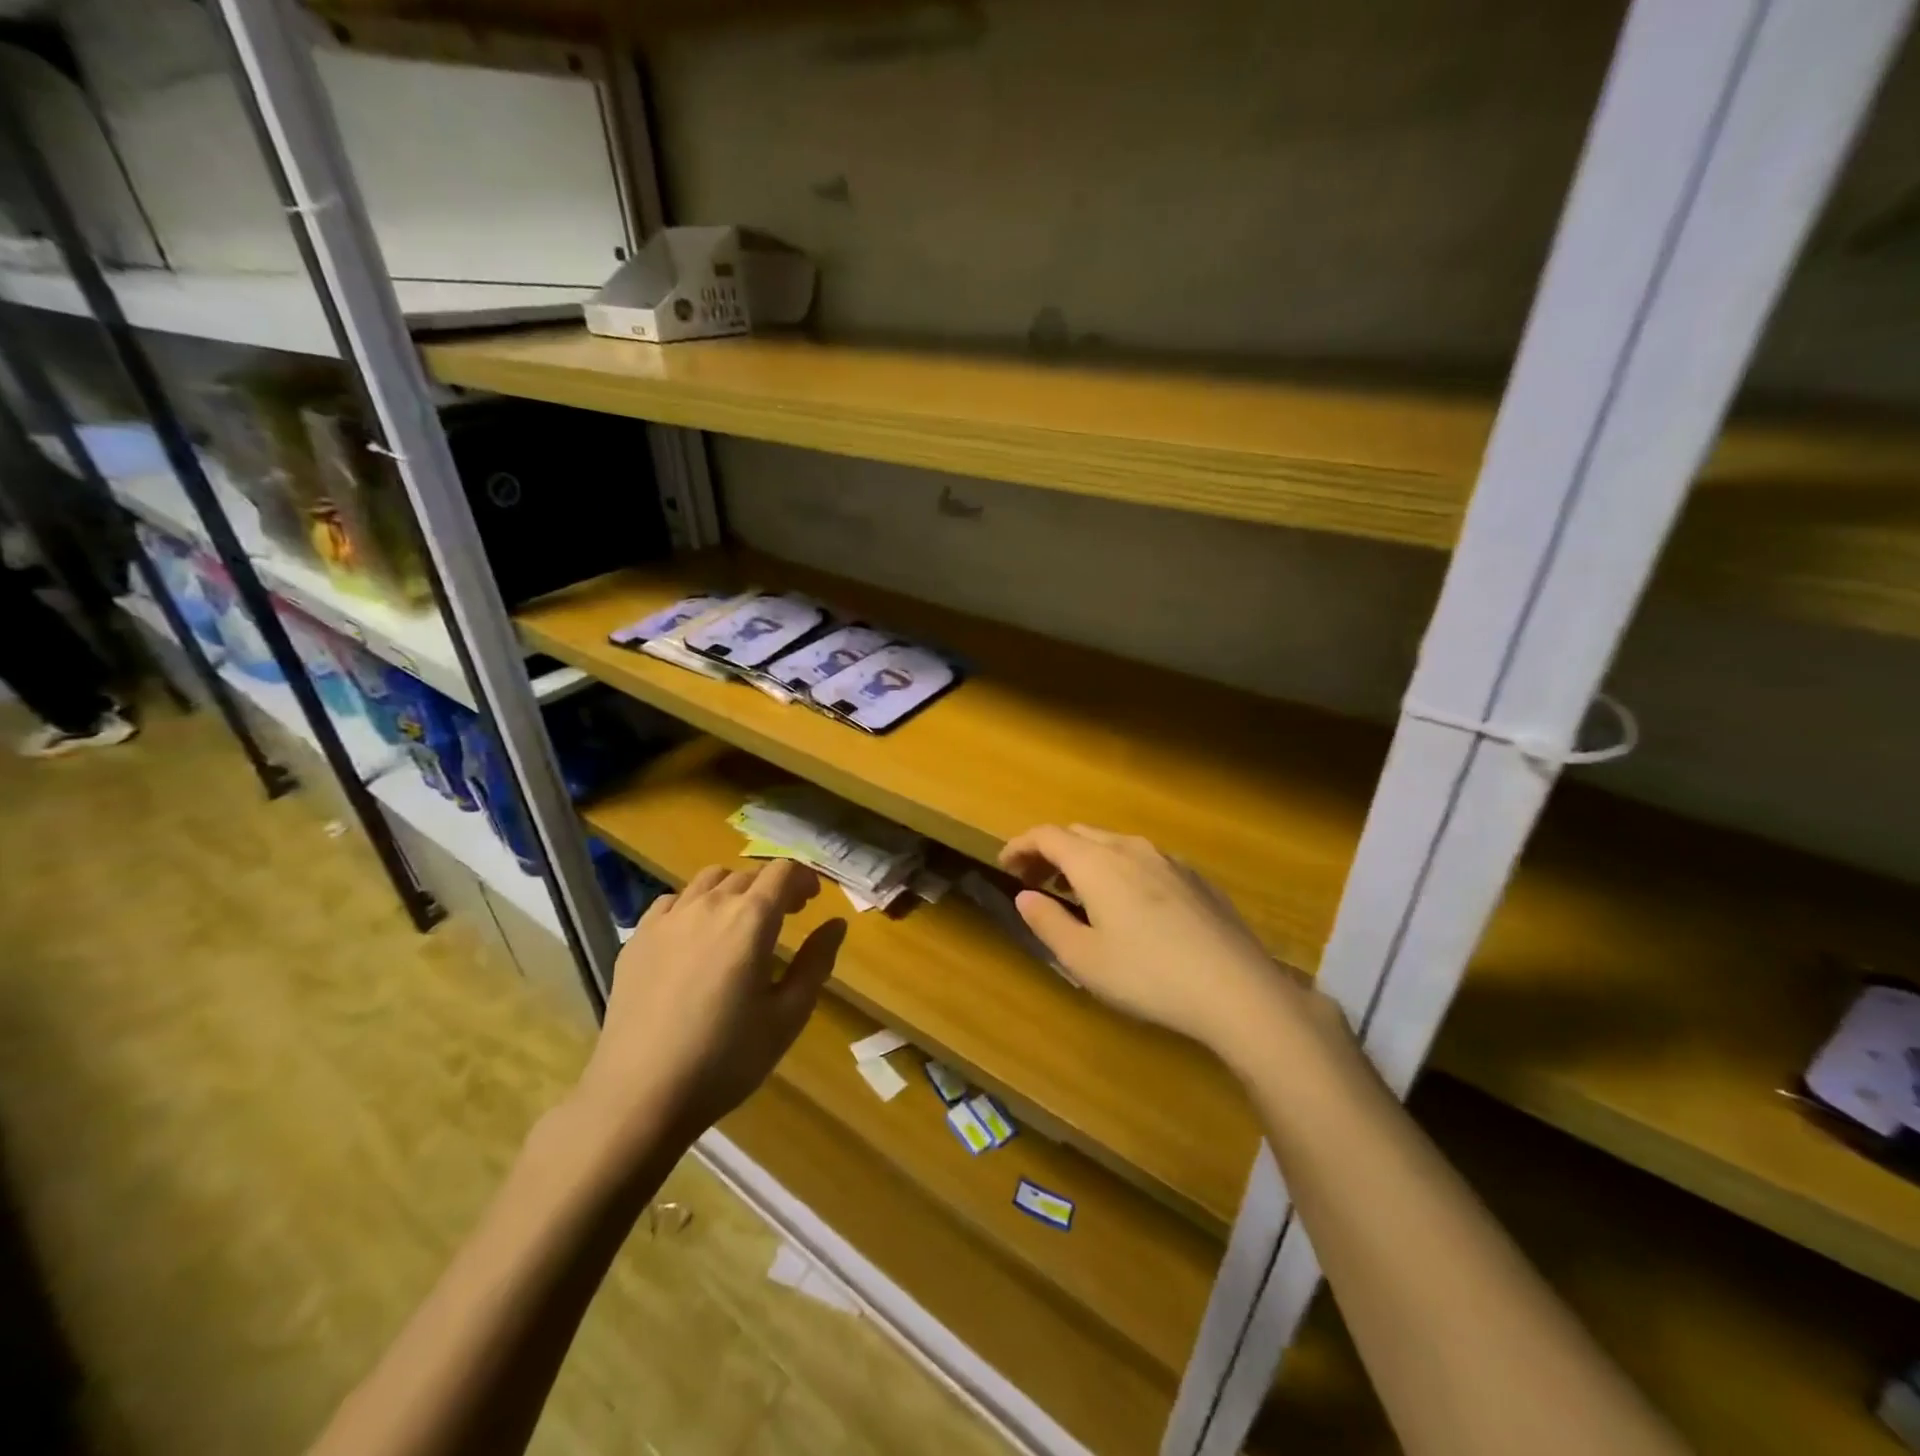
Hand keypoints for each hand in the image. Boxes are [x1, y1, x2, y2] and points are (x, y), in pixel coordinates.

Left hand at [572, 860, 846, 1152]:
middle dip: (773, 886)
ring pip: (708, 880)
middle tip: (786, 915)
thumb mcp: (787, 1016)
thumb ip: (816, 962)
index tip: (813, 899)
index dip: (804, 878)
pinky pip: (672, 902)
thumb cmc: (726, 1058)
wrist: (640, 1094)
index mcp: (751, 919)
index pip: (783, 872)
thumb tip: (836, 924)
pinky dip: (694, 905)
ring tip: (740, 921)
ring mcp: (668, 919)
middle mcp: (709, 905)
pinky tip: (695, 936)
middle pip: (747, 874)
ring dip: (734, 889)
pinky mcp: (637, 939)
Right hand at [998, 825, 1317, 1064]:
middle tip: (1034, 880)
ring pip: (1114, 845)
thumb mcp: (1084, 959)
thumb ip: (1047, 922)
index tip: (1004, 865)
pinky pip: (1144, 860)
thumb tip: (1025, 896)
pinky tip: (1128, 905)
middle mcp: (1131, 849)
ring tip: (1077, 892)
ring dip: (1086, 860)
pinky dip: (1119, 869)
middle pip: (1080, 834)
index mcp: (1097, 863)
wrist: (1237, 989)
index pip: (1047, 835)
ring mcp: (1169, 860)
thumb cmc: (1148, 976)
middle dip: (1050, 851)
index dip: (1020, 845)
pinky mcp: (1196, 878)